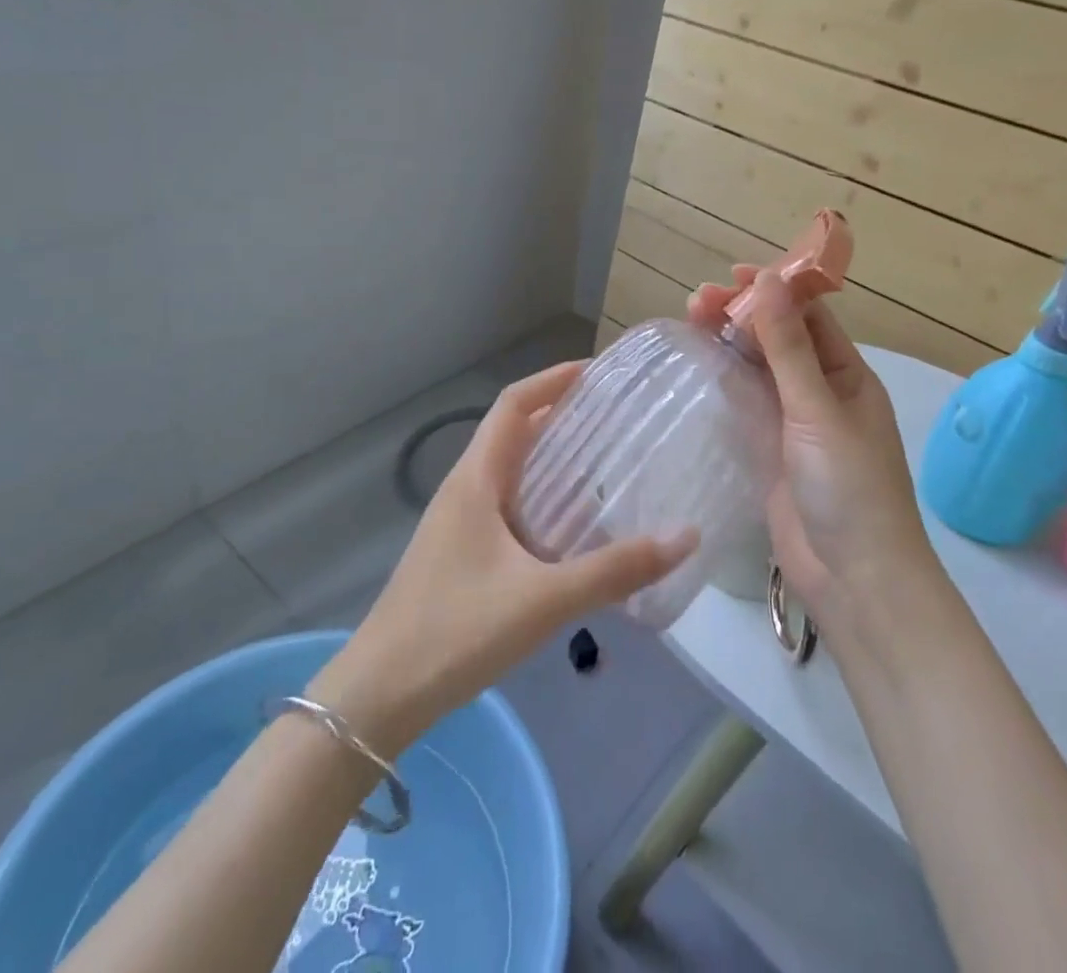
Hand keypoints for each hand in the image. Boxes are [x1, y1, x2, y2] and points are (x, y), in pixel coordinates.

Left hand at [308, 362, 696, 755]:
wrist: (380, 695)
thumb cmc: (457, 631)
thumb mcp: (545, 599)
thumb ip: (616, 570)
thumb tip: (685, 536)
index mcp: (476, 479)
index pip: (513, 405)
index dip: (552, 379)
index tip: (597, 372)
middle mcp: (464, 488)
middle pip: (512, 431)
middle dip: (559, 414)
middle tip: (614, 415)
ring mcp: (457, 521)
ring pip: (508, 469)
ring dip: (549, 455)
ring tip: (602, 460)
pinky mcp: (459, 552)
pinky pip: (506, 502)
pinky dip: (539, 495)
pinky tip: (569, 526)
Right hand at [688, 268, 936, 643]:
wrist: (853, 579)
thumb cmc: (848, 487)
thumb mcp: (817, 409)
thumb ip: (787, 346)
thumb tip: (770, 279)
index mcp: (847, 376)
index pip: (809, 317)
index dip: (774, 290)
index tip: (733, 274)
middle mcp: (821, 392)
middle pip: (778, 339)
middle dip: (743, 314)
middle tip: (696, 299)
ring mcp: (793, 423)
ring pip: (757, 369)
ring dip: (729, 342)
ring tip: (690, 318)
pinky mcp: (769, 451)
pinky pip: (745, 403)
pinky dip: (724, 379)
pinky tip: (698, 362)